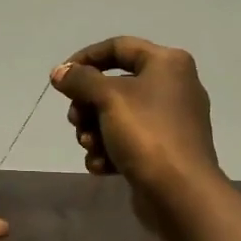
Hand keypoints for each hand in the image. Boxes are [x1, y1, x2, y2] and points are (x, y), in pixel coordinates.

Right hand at [51, 36, 222, 229]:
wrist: (180, 193)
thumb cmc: (147, 134)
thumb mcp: (108, 98)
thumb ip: (80, 80)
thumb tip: (60, 72)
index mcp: (167, 63)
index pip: (118, 47)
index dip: (85, 58)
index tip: (61, 78)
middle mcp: (172, 86)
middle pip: (114, 85)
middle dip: (88, 105)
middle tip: (76, 120)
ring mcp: (169, 121)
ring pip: (117, 116)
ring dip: (94, 132)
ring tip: (91, 147)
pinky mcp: (163, 151)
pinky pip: (128, 142)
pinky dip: (110, 151)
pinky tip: (102, 167)